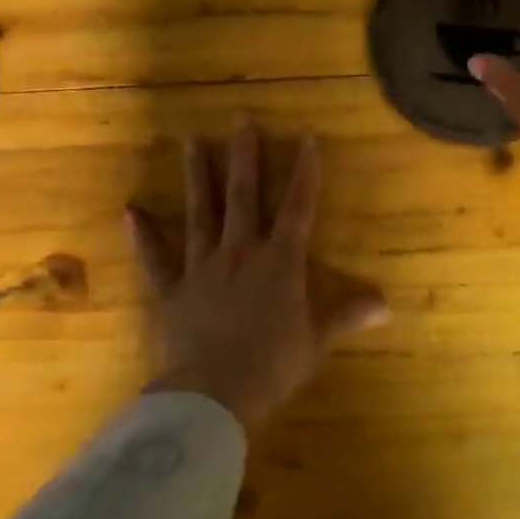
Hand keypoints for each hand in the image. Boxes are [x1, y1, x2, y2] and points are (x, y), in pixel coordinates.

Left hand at [127, 125, 390, 434]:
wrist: (210, 397)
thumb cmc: (272, 366)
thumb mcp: (317, 342)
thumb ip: (348, 316)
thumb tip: (388, 306)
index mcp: (280, 263)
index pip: (299, 208)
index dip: (306, 173)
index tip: (308, 138)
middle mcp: (240, 253)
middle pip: (245, 197)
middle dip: (246, 158)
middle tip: (241, 122)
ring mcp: (201, 268)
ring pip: (200, 213)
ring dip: (198, 177)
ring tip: (191, 141)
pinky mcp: (169, 290)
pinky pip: (155, 257)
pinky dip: (143, 233)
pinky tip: (131, 209)